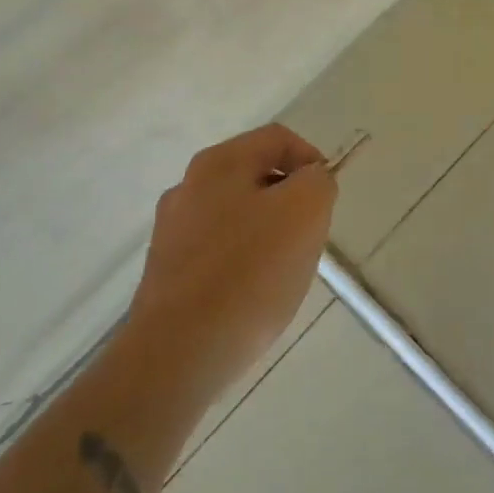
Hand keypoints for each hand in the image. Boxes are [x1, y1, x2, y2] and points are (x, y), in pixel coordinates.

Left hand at [127, 124, 337, 395]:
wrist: (178, 354)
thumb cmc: (249, 273)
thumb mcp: (305, 212)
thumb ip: (317, 181)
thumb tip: (309, 180)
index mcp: (219, 162)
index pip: (278, 138)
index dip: (312, 159)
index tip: (326, 199)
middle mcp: (188, 186)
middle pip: (255, 175)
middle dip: (290, 200)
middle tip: (309, 236)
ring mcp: (172, 230)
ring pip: (237, 214)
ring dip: (267, 232)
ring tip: (282, 271)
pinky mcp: (167, 270)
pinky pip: (218, 251)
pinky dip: (242, 262)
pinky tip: (251, 296)